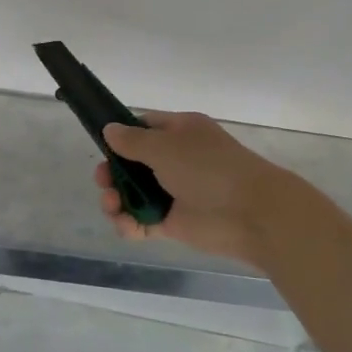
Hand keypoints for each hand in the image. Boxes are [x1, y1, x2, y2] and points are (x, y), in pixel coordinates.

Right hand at [95, 112, 303, 267]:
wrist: (250, 213)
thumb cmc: (208, 169)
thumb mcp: (166, 146)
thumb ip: (133, 141)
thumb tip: (109, 130)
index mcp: (180, 132)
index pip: (144, 127)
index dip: (121, 136)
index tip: (101, 146)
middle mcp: (176, 159)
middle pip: (132, 164)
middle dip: (113, 172)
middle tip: (103, 181)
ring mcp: (174, 192)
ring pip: (134, 193)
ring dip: (117, 199)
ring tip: (113, 205)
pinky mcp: (173, 222)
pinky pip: (143, 220)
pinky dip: (130, 223)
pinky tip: (126, 224)